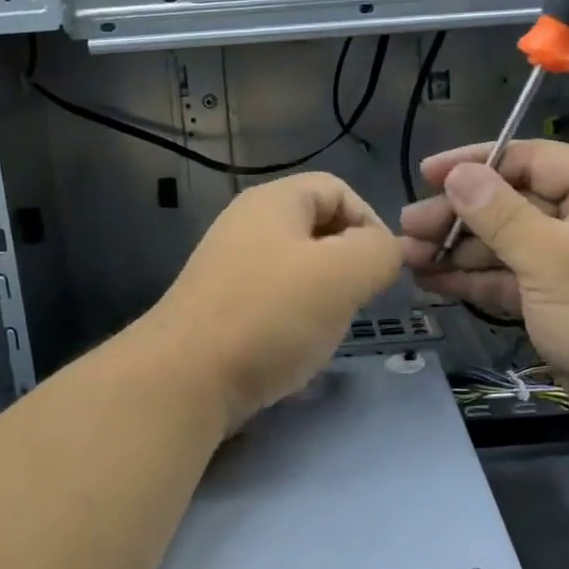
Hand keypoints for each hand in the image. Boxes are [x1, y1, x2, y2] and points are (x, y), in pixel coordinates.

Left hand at [149, 173, 400, 431]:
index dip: (370, 222)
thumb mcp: (344, 274)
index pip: (338, 189)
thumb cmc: (270, 314)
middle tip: (356, 302)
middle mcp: (246, 226)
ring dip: (323, 299)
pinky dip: (292, 323)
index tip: (381, 270)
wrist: (185, 379)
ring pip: (297, 272)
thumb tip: (384, 253)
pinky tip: (294, 352)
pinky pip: (271, 304)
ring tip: (325, 331)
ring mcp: (228, 269)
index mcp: (273, 202)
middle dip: (347, 265)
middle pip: (317, 230)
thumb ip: (380, 252)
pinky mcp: (219, 310)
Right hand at [400, 140, 568, 436]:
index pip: (531, 159)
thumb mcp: (554, 259)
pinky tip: (432, 282)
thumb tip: (457, 174)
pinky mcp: (559, 298)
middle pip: (512, 203)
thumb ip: (500, 214)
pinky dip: (474, 280)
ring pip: (506, 243)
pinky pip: (510, 278)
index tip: (427, 174)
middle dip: (458, 216)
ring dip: (458, 251)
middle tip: (407, 228)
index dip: (476, 164)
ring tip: (408, 258)